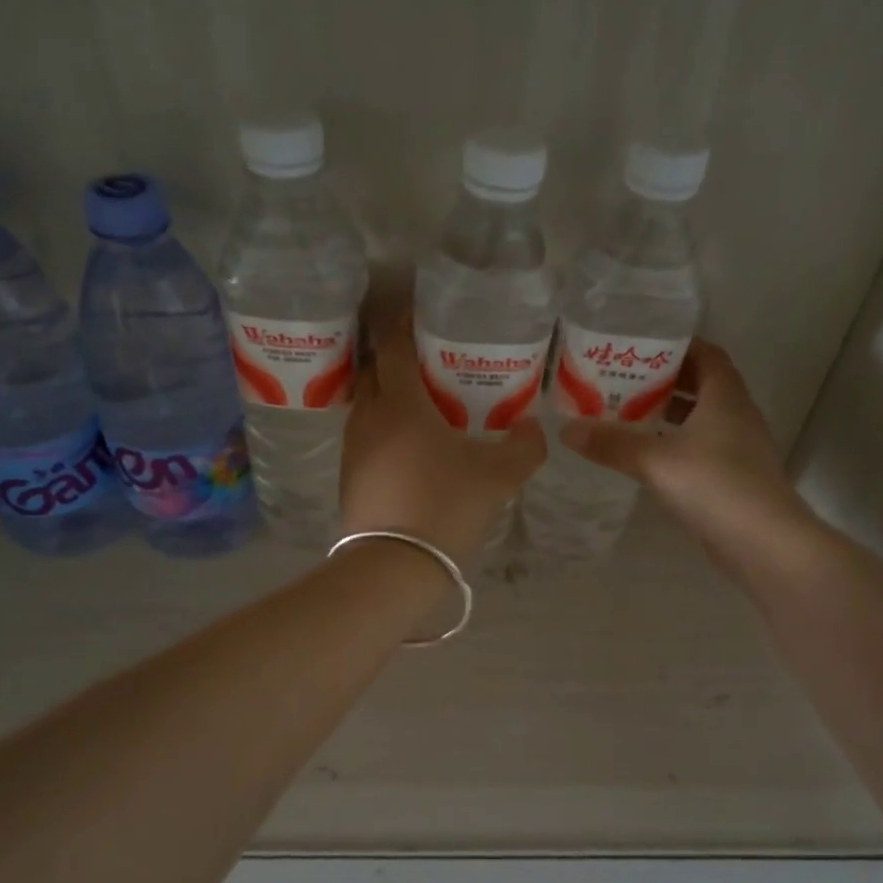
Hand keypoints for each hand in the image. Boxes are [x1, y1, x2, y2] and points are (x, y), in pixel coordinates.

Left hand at [339, 310, 546, 561]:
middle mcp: (369, 418)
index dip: (404, 323)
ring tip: (422, 404)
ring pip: (367, 407)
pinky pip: (365, 439)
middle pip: (374, 372)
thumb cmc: (446, 508)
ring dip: (388, 397)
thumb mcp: (499, 477)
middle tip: (428, 361)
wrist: (393, 568)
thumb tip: (533, 429)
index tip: (420, 314)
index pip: (393, 345)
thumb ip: (524, 447)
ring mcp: (353, 450)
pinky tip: (409, 449)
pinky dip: (383, 431)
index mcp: (400, 404)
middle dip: (395, 358)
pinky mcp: (349, 479)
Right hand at [560, 339, 814, 576]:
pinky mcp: (732, 477)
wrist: (764, 543)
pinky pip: (700, 447)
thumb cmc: (715, 486)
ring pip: (700, 418)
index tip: (640, 345)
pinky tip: (646, 455)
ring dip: (668, 413)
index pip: (706, 354)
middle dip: (664, 379)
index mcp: (725, 397)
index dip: (677, 346)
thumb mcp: (655, 460)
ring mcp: (737, 448)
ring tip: (627, 413)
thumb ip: (611, 443)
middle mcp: (736, 415)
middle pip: (701, 384)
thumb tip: (566, 430)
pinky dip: (674, 443)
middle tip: (622, 379)